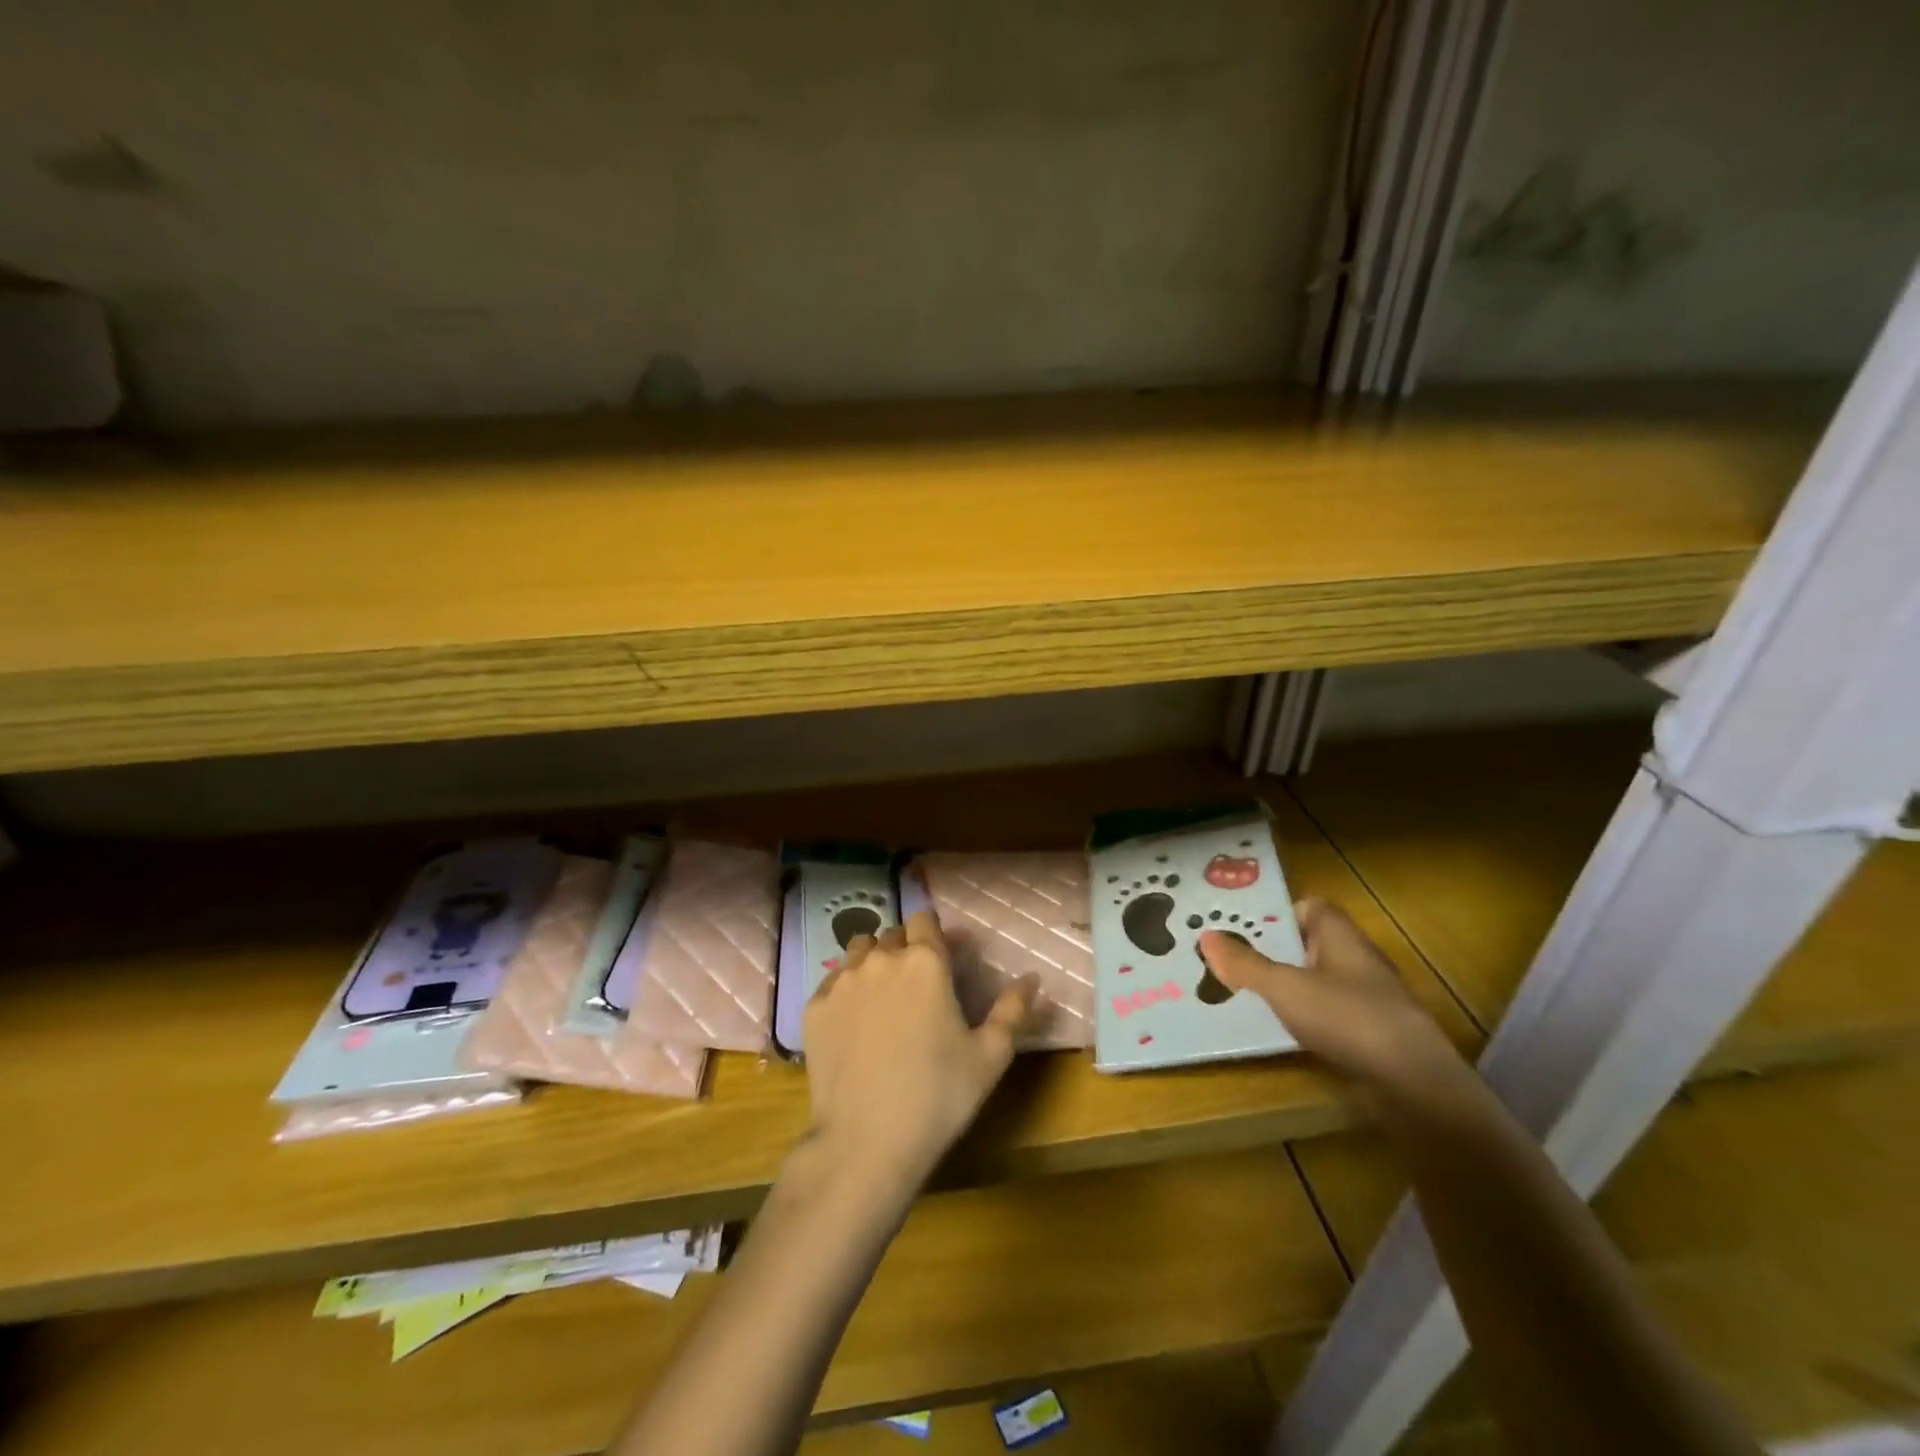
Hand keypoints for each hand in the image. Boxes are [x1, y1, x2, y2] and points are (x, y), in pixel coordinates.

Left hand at [802, 911, 1036, 1195]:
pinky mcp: (814, 1007)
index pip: (926, 920)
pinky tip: (855, 1023)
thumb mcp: (990, 1055)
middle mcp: (881, 959)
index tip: (946, 958)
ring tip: (884, 997)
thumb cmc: (939, 1096)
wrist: (866, 1142)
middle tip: (918, 986)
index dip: (937, 935)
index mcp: (925, 962)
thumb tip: (1032, 978)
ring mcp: (842, 981)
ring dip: (874, 962)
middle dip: (907, 949)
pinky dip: (846, 990)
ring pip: (859, 951)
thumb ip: (1013, 1009)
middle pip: (893, 934)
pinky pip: (833, 981)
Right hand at [1199, 897, 1462, 1096]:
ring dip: (1290, 986)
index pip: (1310, 906)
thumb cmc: (1347, 1018)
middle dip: (1275, 951)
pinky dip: (1308, 1017)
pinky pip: (1332, 1013)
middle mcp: (1358, 959)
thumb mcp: (1284, 988)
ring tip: (1249, 996)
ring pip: (1320, 980)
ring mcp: (1371, 998)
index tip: (1244, 929)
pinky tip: (1286, 1032)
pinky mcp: (1376, 1033)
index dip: (1278, 913)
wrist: (1416, 1086)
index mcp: (1341, 936)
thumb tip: (1206, 936)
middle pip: (1310, 944)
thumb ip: (1245, 964)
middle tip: (1233, 961)